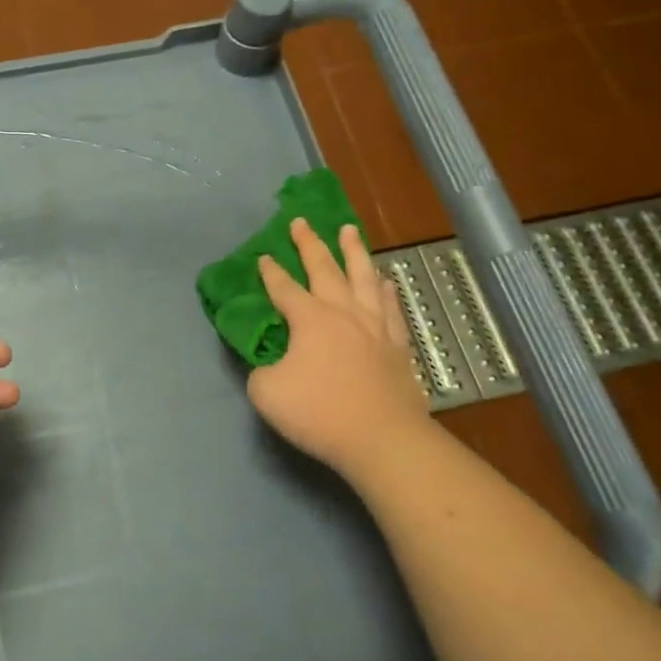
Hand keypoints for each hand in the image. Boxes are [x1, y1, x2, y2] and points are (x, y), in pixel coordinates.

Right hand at [249, 218, 430, 481]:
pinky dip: (386, 290)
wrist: (383, 439)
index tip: (263, 257)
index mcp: (309, 319)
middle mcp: (342, 312)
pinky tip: (385, 281)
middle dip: (309, 243)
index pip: (284, 288)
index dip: (270, 272)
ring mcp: (375, 326)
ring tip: (349, 230)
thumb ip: (262, 372)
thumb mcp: (267, 394)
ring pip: (363, 277)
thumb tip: (271, 366)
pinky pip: (391, 308)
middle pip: (324, 268)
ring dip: (353, 251)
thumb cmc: (320, 413)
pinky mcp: (397, 345)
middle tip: (301, 221)